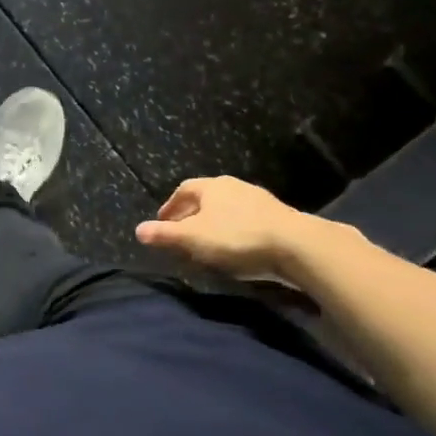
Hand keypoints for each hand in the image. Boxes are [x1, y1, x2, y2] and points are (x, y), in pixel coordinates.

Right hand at [135, 176, 318, 281]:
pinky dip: (234, 231)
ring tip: (207, 243)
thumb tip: (138, 230)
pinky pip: (246, 220)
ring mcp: (259, 200)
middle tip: (182, 234)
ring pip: (227, 209)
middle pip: (206, 198)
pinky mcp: (278, 217)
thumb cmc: (236, 237)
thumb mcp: (193, 239)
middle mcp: (234, 186)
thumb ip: (165, 234)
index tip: (162, 222)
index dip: (170, 206)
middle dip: (191, 215)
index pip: (183, 190)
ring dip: (214, 223)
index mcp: (211, 186)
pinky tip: (236, 248)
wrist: (297, 245)